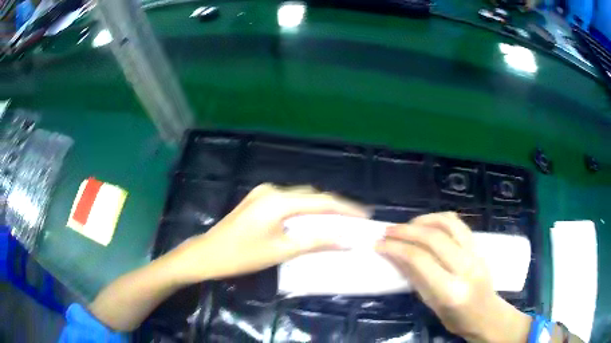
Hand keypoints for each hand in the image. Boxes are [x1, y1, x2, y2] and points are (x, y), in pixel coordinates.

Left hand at [172, 183, 368, 283]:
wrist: (207, 254)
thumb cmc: (242, 256)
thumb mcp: (281, 250)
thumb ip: (315, 241)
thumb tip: (346, 240)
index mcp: (278, 200)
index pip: (321, 201)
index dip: (345, 208)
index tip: (365, 215)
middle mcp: (272, 190)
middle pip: (311, 196)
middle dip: (334, 207)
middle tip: (354, 220)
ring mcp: (263, 193)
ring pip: (300, 198)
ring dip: (319, 208)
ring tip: (338, 221)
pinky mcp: (258, 199)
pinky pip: (288, 202)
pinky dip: (304, 210)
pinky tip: (312, 220)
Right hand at [375, 212, 531, 342]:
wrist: (487, 314)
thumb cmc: (456, 318)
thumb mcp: (431, 305)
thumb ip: (416, 279)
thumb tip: (396, 256)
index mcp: (451, 290)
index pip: (420, 260)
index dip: (397, 248)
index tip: (379, 245)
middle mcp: (465, 267)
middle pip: (433, 238)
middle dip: (406, 231)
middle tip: (388, 231)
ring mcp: (476, 253)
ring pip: (448, 223)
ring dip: (424, 220)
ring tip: (407, 225)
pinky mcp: (479, 246)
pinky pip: (458, 224)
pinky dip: (439, 219)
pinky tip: (427, 225)